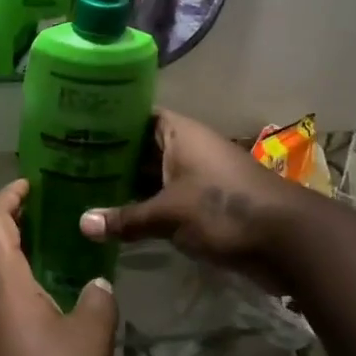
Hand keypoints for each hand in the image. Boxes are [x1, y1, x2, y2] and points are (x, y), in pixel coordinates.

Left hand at [0, 181, 116, 355]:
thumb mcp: (91, 341)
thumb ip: (98, 303)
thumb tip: (98, 285)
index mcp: (1, 282)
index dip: (8, 196)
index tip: (28, 184)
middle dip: (1, 220)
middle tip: (33, 213)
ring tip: (36, 252)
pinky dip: (1, 284)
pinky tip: (32, 301)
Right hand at [80, 109, 289, 271]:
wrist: (289, 242)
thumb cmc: (224, 209)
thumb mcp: (169, 214)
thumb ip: (126, 219)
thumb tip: (81, 224)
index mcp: (179, 132)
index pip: (136, 114)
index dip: (107, 119)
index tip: (73, 127)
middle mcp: (187, 147)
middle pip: (141, 146)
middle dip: (110, 156)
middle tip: (67, 163)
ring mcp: (197, 176)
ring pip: (152, 175)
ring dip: (126, 184)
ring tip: (81, 189)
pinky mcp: (204, 204)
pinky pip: (165, 198)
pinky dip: (144, 206)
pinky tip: (114, 217)